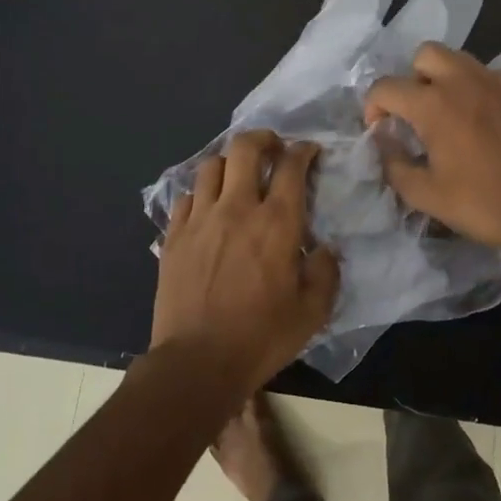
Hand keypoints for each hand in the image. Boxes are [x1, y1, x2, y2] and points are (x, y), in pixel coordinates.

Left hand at [152, 130, 341, 389]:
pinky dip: (201, 193)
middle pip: (245, 149)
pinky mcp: (174, 236)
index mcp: (277, 223)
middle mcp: (237, 209)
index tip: (309, 151)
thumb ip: (325, 273)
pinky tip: (208, 208)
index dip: (303, 151)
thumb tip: (324, 249)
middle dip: (263, 138)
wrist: (197, 362)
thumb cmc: (261, 337)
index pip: (292, 167)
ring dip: (229, 163)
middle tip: (273, 148)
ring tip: (238, 175)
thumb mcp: (312, 312)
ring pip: (211, 166)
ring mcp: (200, 219)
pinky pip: (186, 197)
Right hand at [365, 44, 500, 264]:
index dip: (372, 107)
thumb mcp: (423, 194)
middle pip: (424, 54)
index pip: (386, 87)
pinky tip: (479, 115)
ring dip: (442, 77)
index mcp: (433, 105)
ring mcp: (495, 83)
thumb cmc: (478, 204)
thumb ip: (394, 164)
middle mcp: (462, 82)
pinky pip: (488, 74)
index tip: (380, 130)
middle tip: (413, 113)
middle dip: (410, 78)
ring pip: (457, 59)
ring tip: (444, 111)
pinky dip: (475, 86)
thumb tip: (385, 144)